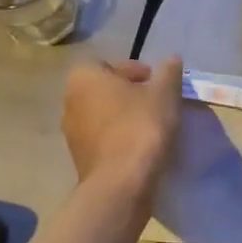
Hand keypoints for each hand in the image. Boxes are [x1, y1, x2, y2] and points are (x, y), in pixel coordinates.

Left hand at [62, 56, 182, 196]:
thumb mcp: (165, 94)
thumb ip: (169, 73)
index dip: (137, 73)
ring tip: (151, 128)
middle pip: (105, 91)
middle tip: (157, 105)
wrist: (121, 183)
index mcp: (84, 77)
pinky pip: (103, 140)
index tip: (158, 86)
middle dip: (130, 95)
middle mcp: (70, 101)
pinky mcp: (80, 159)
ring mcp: (72, 133)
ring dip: (124, 119)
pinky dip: (119, 140)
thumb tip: (172, 59)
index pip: (111, 65)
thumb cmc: (141, 128)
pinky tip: (140, 149)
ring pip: (104, 117)